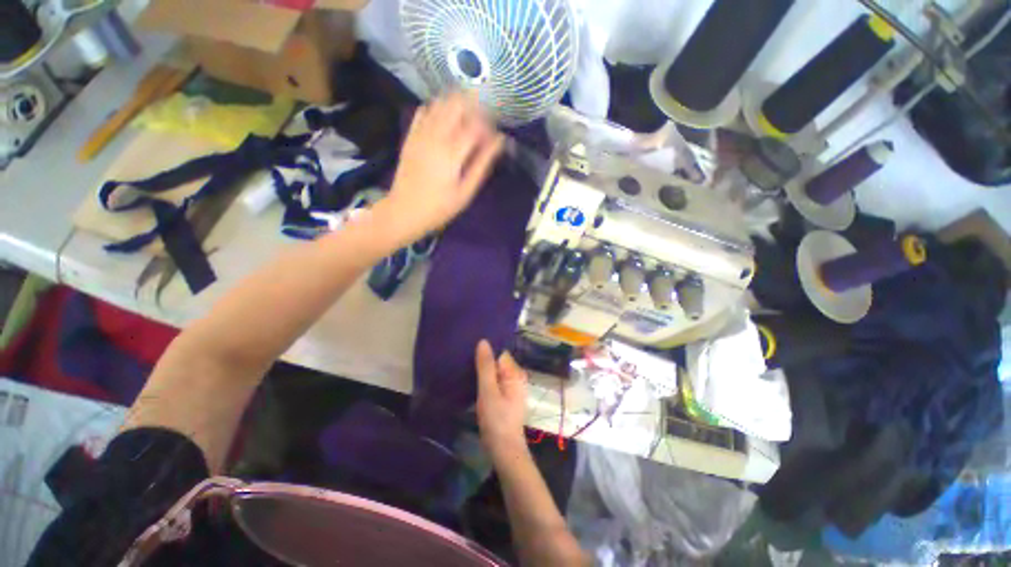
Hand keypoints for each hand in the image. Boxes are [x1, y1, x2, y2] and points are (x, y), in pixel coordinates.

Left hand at [378, 92, 504, 242]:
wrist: (404, 211)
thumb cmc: (439, 207)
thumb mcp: (465, 192)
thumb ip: (482, 165)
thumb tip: (499, 143)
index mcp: (452, 152)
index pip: (476, 124)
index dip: (489, 126)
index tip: (495, 137)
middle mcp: (436, 136)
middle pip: (458, 104)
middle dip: (474, 109)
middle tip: (482, 126)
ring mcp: (420, 133)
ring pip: (441, 103)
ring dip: (457, 106)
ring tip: (466, 121)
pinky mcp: (411, 135)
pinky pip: (424, 110)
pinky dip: (437, 109)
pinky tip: (445, 121)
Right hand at [475, 339, 528, 460]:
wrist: (504, 450)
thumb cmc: (497, 420)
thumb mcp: (488, 391)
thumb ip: (485, 366)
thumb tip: (483, 341)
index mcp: (515, 373)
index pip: (499, 354)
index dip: (485, 354)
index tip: (469, 354)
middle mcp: (516, 378)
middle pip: (497, 363)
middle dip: (483, 363)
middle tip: (465, 364)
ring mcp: (512, 388)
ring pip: (495, 373)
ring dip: (483, 373)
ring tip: (466, 372)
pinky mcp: (506, 398)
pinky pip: (494, 383)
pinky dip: (485, 382)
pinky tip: (473, 385)